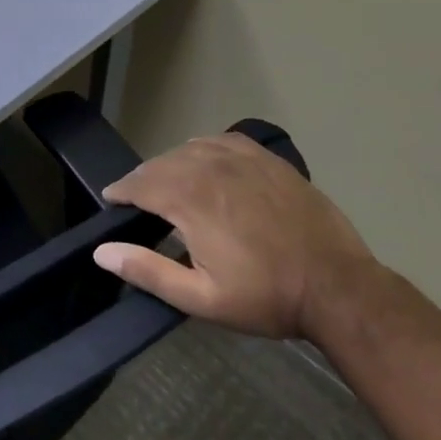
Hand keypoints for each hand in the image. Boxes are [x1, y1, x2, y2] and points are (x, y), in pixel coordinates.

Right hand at [93, 132, 372, 338]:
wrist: (339, 288)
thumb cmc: (267, 297)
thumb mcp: (202, 298)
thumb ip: (148, 271)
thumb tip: (101, 252)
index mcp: (189, 198)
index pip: (138, 184)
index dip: (120, 191)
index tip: (111, 201)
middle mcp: (209, 168)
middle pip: (160, 164)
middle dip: (142, 180)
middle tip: (136, 199)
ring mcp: (241, 159)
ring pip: (188, 150)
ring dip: (170, 165)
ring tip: (168, 185)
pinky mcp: (267, 159)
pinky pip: (221, 141)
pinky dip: (203, 149)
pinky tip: (205, 164)